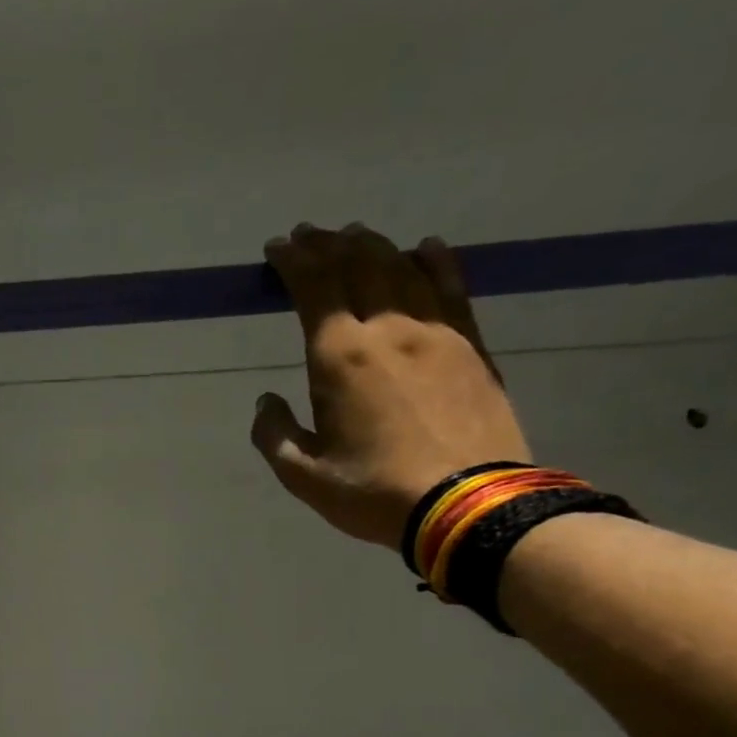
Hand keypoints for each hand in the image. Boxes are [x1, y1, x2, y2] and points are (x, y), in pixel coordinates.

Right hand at [250, 224, 530, 549]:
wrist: (467, 503)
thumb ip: (274, 434)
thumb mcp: (303, 475)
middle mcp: (389, 330)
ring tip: (355, 235)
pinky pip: (452, 288)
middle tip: (310, 234)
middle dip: (329, 244)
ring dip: (374, 246)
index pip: (314, 289)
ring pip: (403, 269)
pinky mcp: (471, 345)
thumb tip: (266, 402)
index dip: (294, 262)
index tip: (277, 247)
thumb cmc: (373, 491)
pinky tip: (425, 249)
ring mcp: (437, 332)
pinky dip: (434, 263)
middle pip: (359, 266)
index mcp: (341, 358)